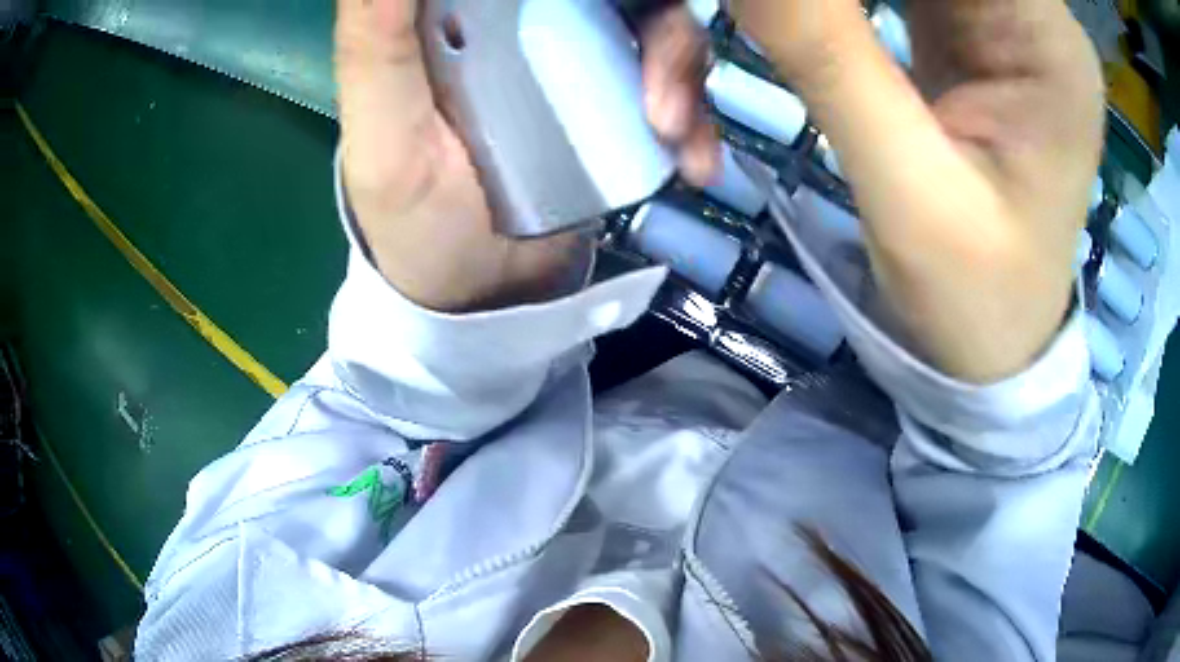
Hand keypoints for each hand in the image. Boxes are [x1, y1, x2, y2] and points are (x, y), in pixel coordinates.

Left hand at [335, 0, 717, 312]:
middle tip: (658, 91)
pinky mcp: (615, 102)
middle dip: (653, 26)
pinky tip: (695, 161)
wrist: (478, 292)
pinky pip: (674, 87)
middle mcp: (524, 23)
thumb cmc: (413, 216)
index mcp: (462, 15)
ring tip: (675, 134)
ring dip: (681, 68)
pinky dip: (697, 118)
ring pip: (652, 27)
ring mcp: (578, 60)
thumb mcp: (383, 133)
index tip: (609, 9)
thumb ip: (376, 46)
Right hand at [730, 0, 1104, 381]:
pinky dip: (799, 10)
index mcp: (1044, 39)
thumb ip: (826, 54)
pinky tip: (759, 51)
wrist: (996, 345)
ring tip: (691, 72)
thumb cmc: (976, 301)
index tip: (762, 3)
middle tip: (692, 33)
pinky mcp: (954, 21)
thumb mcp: (909, 193)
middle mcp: (1023, 6)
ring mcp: (985, 9)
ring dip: (779, 5)